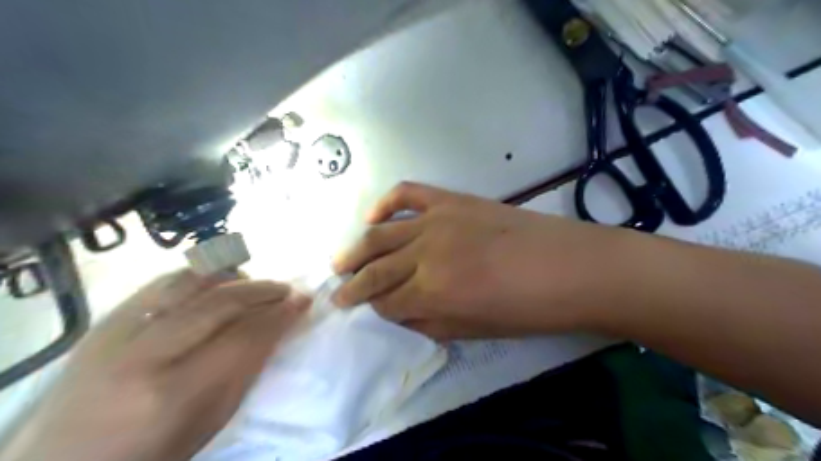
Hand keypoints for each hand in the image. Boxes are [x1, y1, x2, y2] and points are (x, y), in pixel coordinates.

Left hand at [0, 270, 307, 460]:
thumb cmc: (150, 454)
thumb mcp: (209, 422)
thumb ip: (245, 370)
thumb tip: (277, 328)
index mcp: (174, 393)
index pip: (245, 336)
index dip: (281, 314)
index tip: (303, 302)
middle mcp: (143, 355)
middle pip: (220, 302)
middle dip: (263, 290)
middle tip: (287, 289)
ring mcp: (116, 333)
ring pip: (188, 281)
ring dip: (232, 276)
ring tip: (254, 282)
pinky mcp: (103, 322)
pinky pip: (161, 283)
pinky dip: (198, 277)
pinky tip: (216, 282)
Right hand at [330, 181, 623, 339]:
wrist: (569, 267)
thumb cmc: (526, 310)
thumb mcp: (473, 332)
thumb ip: (428, 323)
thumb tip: (399, 312)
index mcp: (432, 293)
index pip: (386, 302)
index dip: (374, 308)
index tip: (366, 310)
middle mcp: (426, 254)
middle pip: (376, 268)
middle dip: (352, 283)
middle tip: (337, 291)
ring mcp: (437, 221)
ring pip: (381, 234)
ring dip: (356, 248)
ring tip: (340, 261)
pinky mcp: (452, 200)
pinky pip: (408, 194)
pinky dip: (385, 203)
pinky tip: (372, 216)